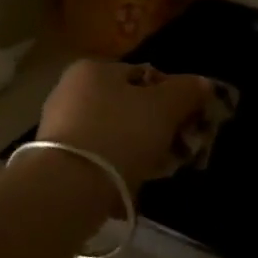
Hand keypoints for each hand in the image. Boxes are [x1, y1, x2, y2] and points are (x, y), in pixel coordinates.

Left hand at [38, 60, 214, 189]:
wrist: (68, 189)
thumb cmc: (120, 134)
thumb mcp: (164, 108)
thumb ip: (187, 91)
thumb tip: (203, 83)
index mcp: (93, 68)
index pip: (144, 75)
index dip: (172, 96)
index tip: (187, 121)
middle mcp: (70, 90)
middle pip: (128, 105)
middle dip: (155, 125)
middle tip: (175, 149)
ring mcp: (59, 126)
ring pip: (114, 132)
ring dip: (137, 148)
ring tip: (156, 170)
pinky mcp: (54, 159)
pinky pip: (97, 156)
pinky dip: (116, 166)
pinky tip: (131, 184)